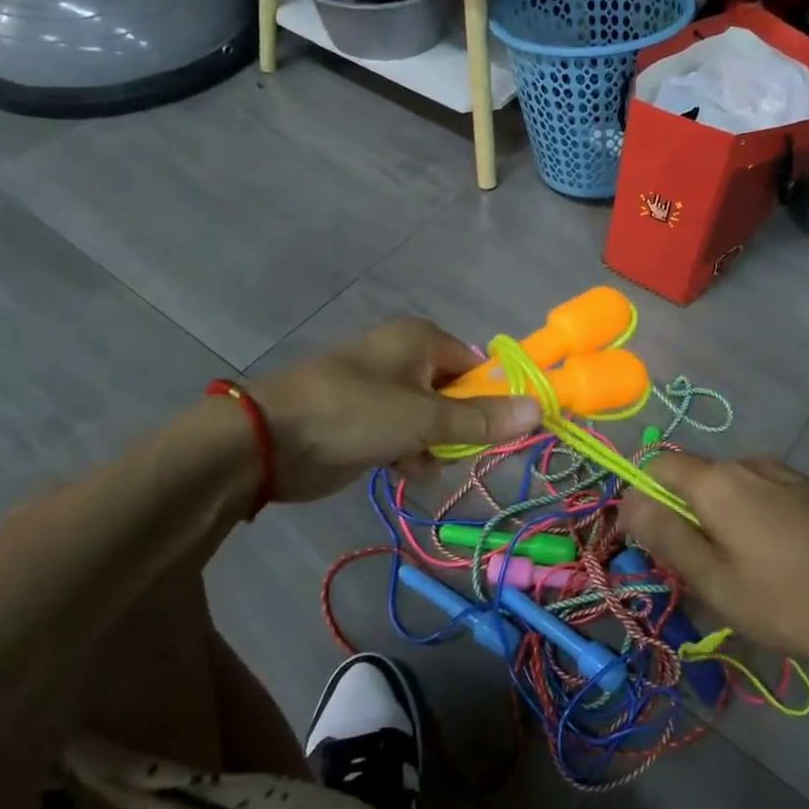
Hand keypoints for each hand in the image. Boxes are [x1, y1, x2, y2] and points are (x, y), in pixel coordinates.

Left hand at [250, 319, 542, 501]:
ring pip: (431, 420)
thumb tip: (538, 407)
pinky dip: (406, 452)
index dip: (493, 399)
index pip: (478, 367)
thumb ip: (482, 418)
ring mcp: (381, 388)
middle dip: (458, 428)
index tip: (502, 433)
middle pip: (456, 395)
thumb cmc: (356, 414)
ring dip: (432, 446)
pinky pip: (403, 434)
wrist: (270, 440)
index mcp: (421, 339)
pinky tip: (397, 468)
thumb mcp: (426, 418)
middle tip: (453, 450)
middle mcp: (404, 357)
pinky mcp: (363, 418)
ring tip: (417, 461)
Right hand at [620, 454, 808, 671]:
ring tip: (737, 579)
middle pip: (693, 479)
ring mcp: (787, 476)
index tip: (645, 545)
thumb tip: (626, 501)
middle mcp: (749, 463)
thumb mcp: (718, 582)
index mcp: (718, 480)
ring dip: (716, 524)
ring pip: (729, 491)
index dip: (640, 499)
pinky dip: (750, 524)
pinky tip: (775, 569)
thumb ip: (666, 536)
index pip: (656, 465)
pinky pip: (762, 499)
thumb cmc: (796, 601)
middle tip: (692, 574)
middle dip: (680, 518)